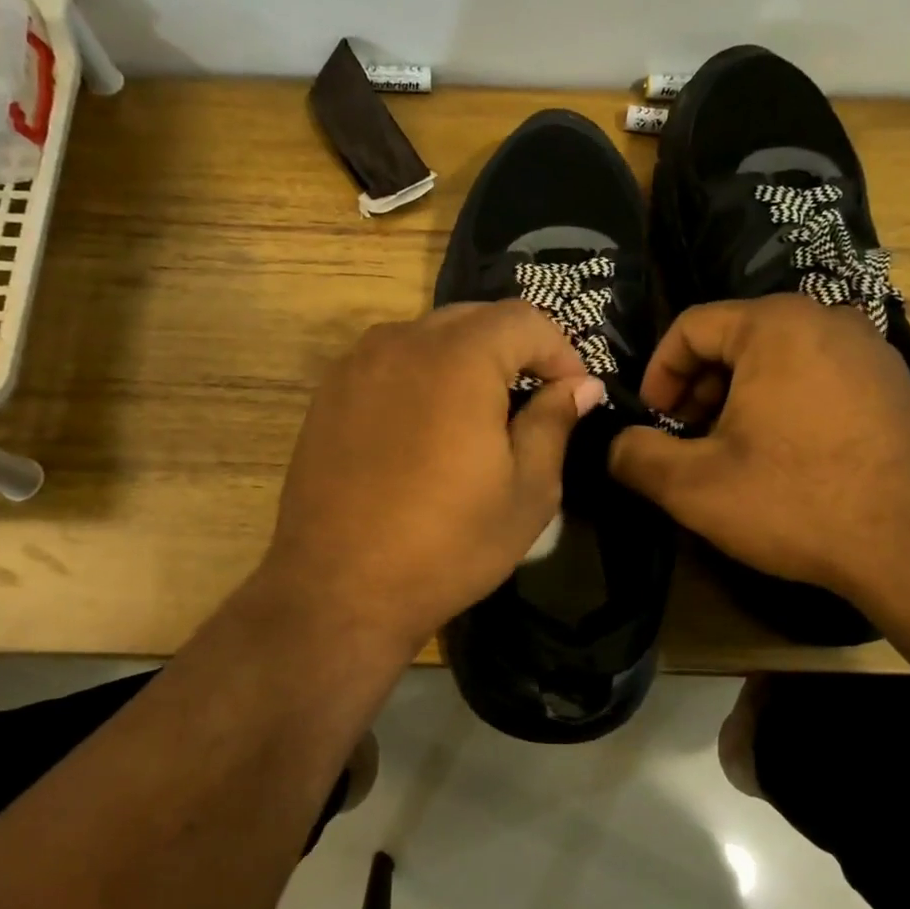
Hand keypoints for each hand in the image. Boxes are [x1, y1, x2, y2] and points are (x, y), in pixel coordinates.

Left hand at [258, 301, 604, 658]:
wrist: (338, 589)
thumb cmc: (447, 545)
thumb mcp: (527, 492)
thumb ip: (554, 422)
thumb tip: (580, 386)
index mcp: (458, 358)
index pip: (524, 319)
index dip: (560, 350)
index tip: (574, 393)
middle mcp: (403, 342)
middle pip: (475, 319)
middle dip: (514, 350)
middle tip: (534, 399)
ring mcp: (357, 364)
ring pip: (429, 336)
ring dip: (467, 359)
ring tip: (481, 413)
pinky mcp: (329, 393)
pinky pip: (391, 361)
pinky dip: (423, 375)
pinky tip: (428, 426)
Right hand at [608, 295, 909, 599]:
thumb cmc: (796, 501)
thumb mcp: (693, 485)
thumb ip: (635, 456)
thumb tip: (615, 445)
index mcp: (776, 325)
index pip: (691, 327)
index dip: (658, 374)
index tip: (653, 422)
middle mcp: (828, 320)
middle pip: (735, 340)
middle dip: (699, 389)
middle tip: (689, 441)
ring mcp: (871, 351)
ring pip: (778, 360)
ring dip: (739, 400)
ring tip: (733, 454)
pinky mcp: (896, 386)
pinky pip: (819, 378)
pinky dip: (785, 406)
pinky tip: (786, 460)